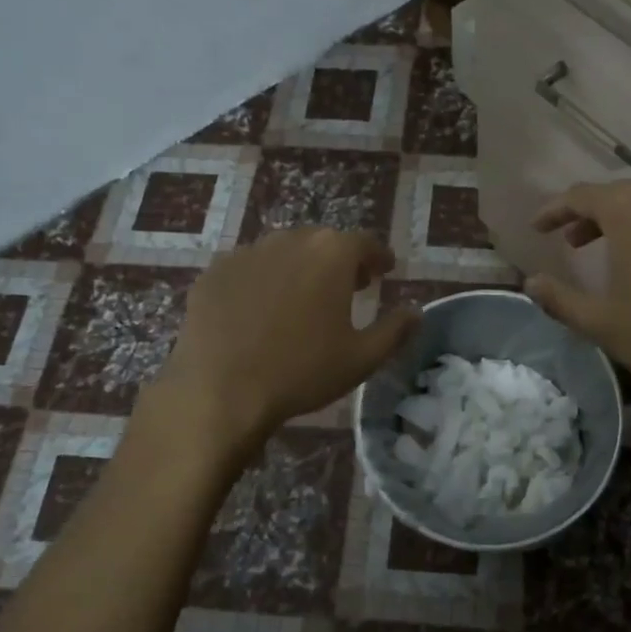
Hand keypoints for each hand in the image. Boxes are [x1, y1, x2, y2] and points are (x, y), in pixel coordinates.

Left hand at [157, 228, 418, 442]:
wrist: (221, 392)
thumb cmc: (302, 372)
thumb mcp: (362, 358)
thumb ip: (395, 330)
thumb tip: (415, 312)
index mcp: (332, 254)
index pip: (365, 242)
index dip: (378, 257)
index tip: (384, 270)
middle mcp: (290, 240)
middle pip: (323, 242)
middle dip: (340, 260)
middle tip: (348, 286)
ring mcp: (247, 252)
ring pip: (284, 251)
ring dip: (300, 267)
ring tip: (303, 298)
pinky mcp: (215, 272)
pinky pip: (249, 268)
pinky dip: (262, 280)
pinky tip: (260, 310)